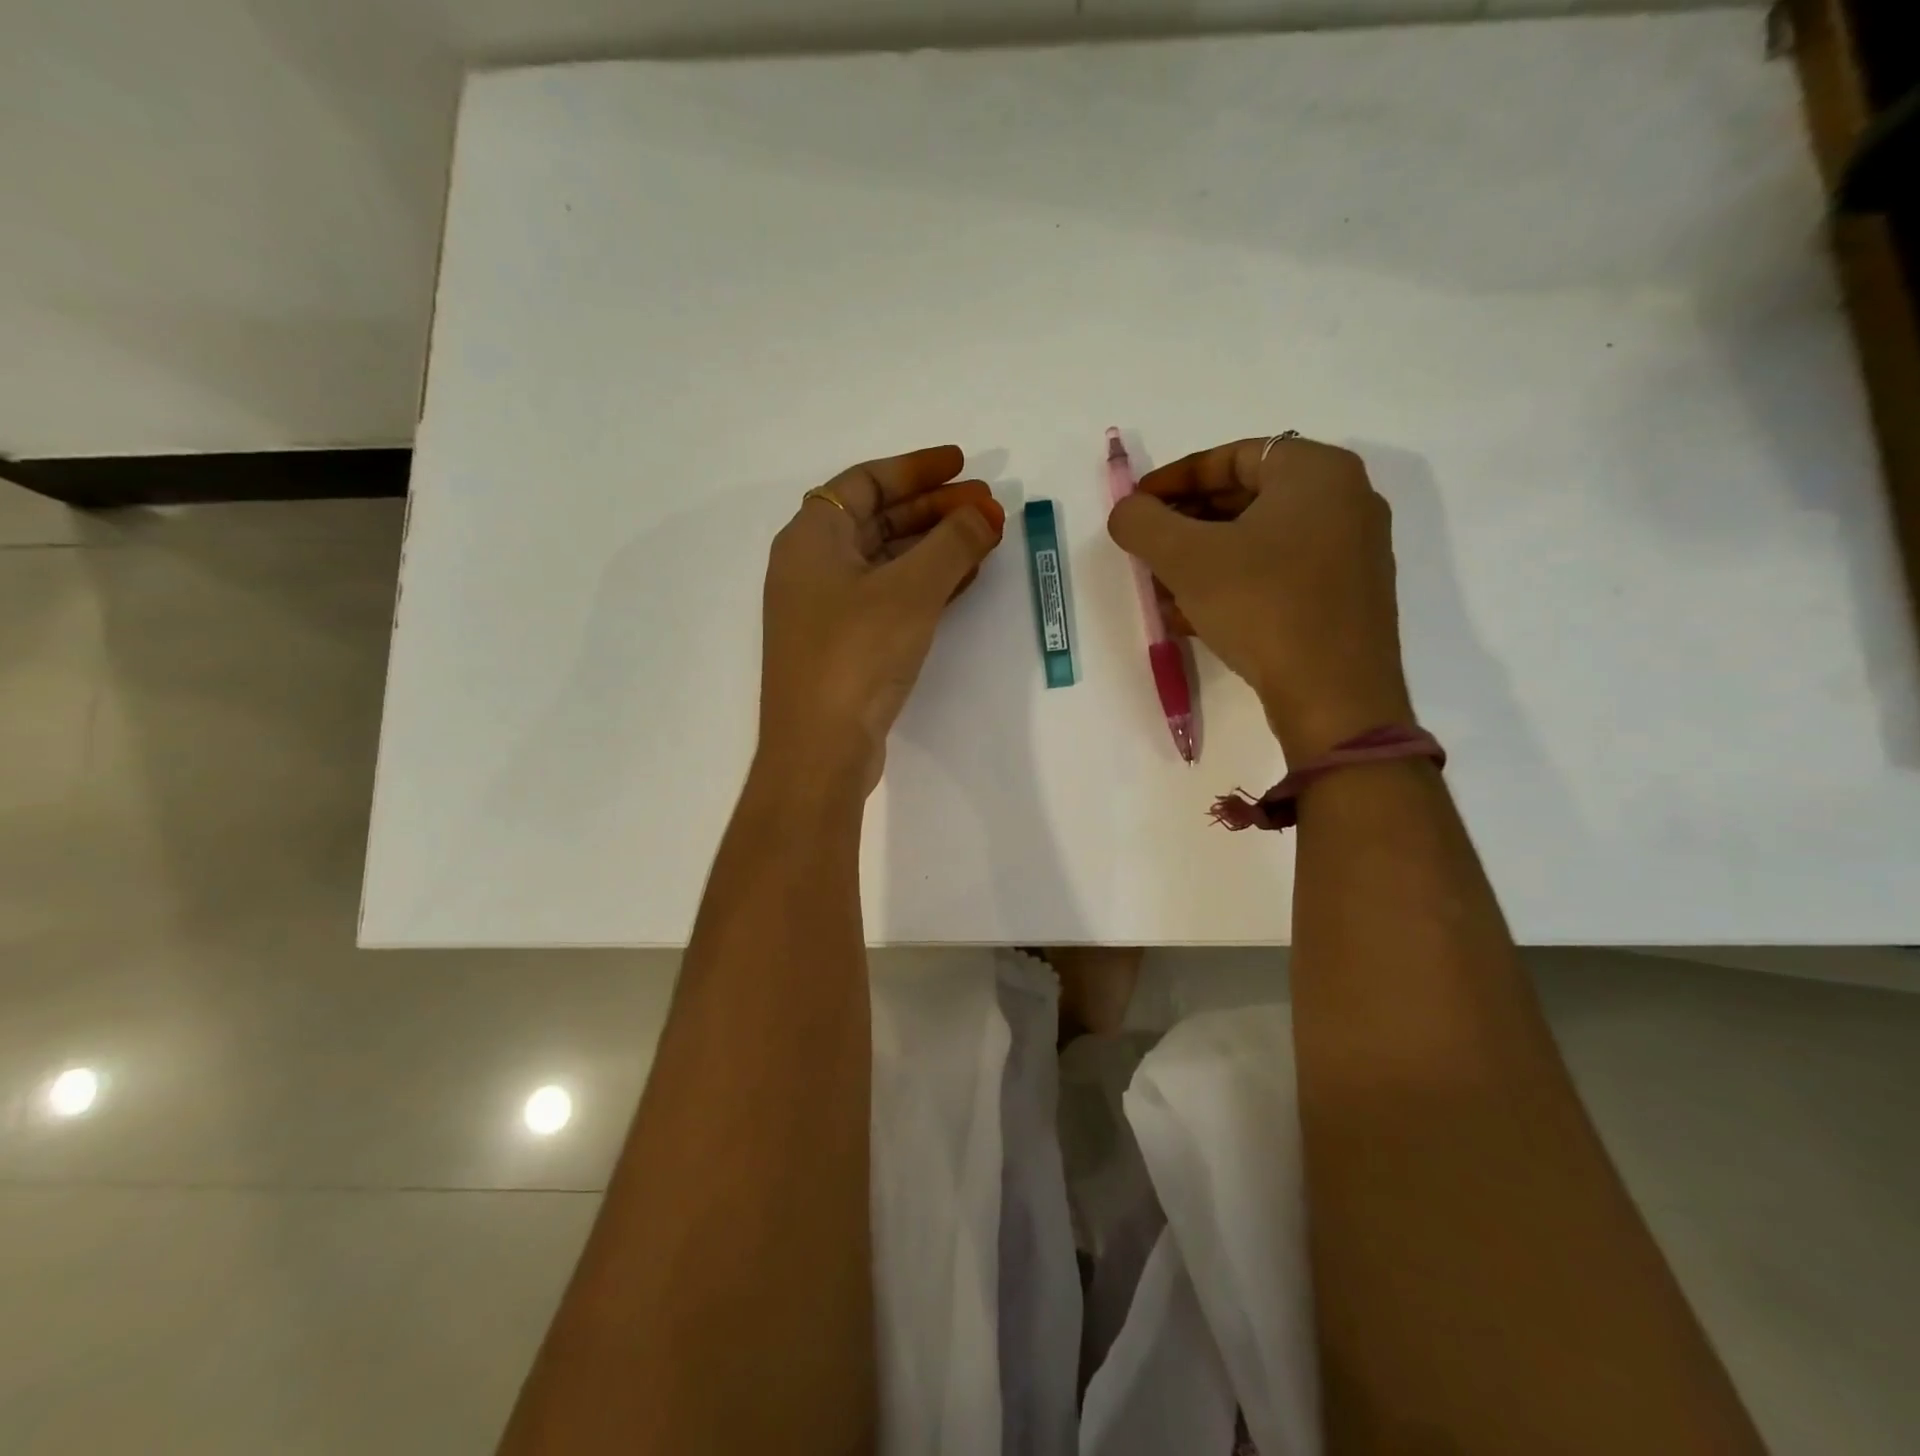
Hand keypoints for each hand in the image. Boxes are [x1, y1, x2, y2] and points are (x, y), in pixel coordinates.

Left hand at [758, 445, 1004, 793]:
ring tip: (985, 539)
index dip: (917, 469)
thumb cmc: (856, 654)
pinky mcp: (844, 645)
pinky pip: (889, 596)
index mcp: (811, 537)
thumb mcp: (910, 590)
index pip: (866, 481)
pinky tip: (963, 580)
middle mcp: (812, 566)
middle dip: (935, 510)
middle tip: (988, 507)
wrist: (819, 748)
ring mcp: (826, 609)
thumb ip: (953, 543)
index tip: (964, 465)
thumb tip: (985, 513)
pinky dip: (925, 583)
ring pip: (887, 560)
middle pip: (878, 519)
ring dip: (935, 547)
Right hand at [1107, 436, 1412, 762]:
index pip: (1231, 457)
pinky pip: (1279, 575)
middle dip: (1186, 525)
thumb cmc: (1262, 606)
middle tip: (1147, 550)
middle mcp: (1345, 501)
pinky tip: (1196, 618)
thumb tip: (1127, 511)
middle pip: (1246, 499)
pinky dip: (1235, 585)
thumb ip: (1143, 522)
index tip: (1136, 506)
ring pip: (1260, 542)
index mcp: (1316, 471)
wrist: (1335, 696)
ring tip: (1163, 591)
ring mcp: (1353, 552)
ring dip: (1205, 561)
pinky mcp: (1348, 597)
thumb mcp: (1186, 558)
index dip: (1173, 480)